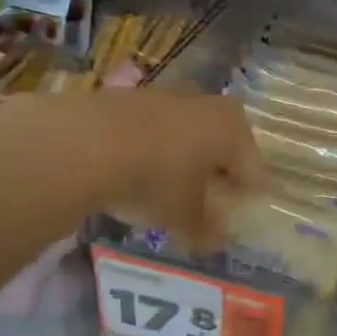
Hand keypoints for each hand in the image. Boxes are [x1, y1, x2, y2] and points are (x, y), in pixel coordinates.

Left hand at [0, 89, 264, 248]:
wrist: (83, 144)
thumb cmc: (155, 180)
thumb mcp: (184, 217)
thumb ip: (205, 229)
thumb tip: (216, 240)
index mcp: (233, 129)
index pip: (253, 170)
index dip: (246, 197)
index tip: (237, 219)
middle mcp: (206, 104)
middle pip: (220, 146)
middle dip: (215, 175)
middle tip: (205, 206)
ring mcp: (164, 96)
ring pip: (184, 136)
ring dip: (181, 161)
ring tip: (166, 194)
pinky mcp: (126, 98)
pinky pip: (151, 131)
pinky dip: (149, 151)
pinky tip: (133, 175)